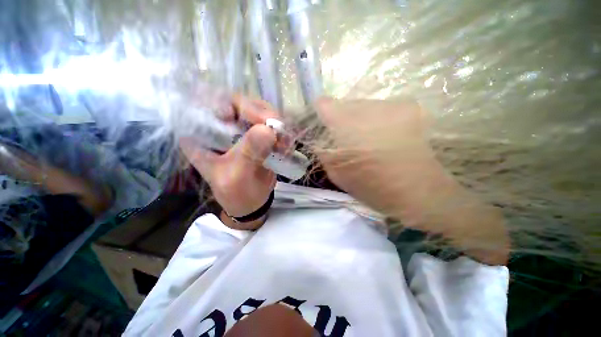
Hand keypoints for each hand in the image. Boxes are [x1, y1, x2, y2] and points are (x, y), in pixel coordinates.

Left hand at [180, 96, 278, 229]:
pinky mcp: (256, 134)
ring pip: (258, 111)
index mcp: (201, 135)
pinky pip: (270, 123)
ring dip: (275, 124)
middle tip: (278, 130)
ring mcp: (239, 128)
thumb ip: (249, 153)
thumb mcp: (237, 176)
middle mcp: (219, 127)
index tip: (258, 121)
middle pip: (239, 104)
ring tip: (285, 142)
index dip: (235, 106)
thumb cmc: (237, 193)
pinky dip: (281, 131)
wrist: (252, 202)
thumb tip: (268, 129)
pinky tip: (287, 144)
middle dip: (262, 115)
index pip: (210, 104)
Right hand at [314, 97, 508, 264]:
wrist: (422, 193)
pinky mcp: (409, 108)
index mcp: (347, 124)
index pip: (324, 104)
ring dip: (359, 121)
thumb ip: (323, 151)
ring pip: (363, 107)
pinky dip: (376, 122)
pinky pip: (381, 110)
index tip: (323, 127)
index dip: (320, 115)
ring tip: (367, 142)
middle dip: (340, 120)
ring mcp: (392, 105)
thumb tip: (318, 137)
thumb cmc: (374, 187)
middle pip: (344, 104)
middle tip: (346, 141)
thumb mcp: (337, 174)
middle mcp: (369, 107)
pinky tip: (384, 139)